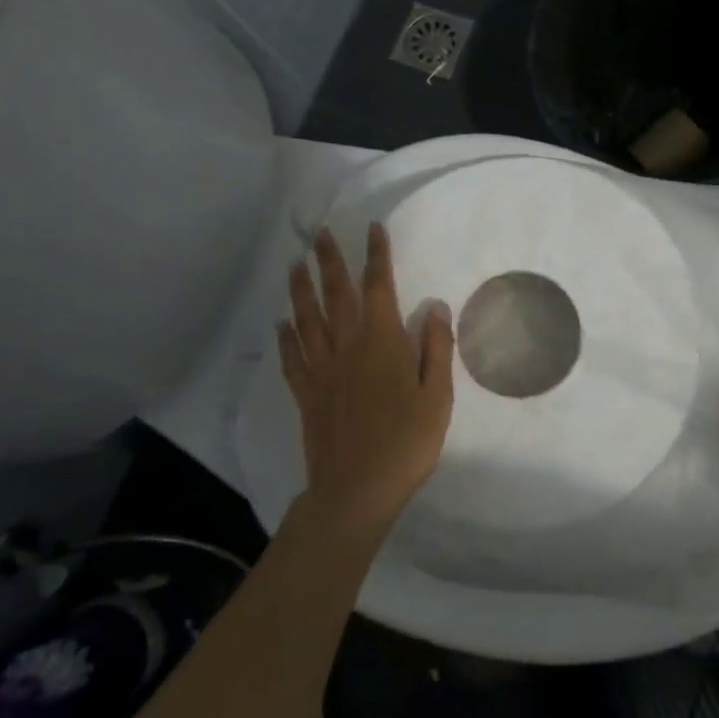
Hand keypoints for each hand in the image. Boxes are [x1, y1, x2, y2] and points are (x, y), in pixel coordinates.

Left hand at [279, 224, 454, 542]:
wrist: (357, 489)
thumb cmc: (407, 442)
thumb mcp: (437, 396)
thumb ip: (435, 348)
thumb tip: (434, 306)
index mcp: (382, 342)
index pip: (378, 287)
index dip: (376, 256)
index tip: (372, 229)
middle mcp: (347, 347)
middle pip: (336, 295)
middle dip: (331, 261)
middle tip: (321, 234)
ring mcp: (322, 370)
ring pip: (307, 319)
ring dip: (301, 289)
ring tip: (296, 264)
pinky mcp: (307, 394)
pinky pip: (292, 357)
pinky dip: (286, 337)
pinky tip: (281, 323)